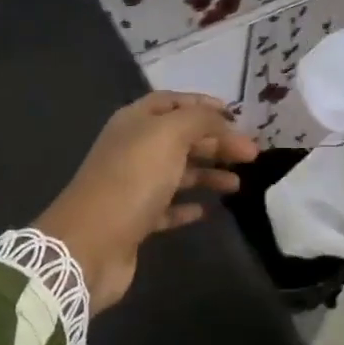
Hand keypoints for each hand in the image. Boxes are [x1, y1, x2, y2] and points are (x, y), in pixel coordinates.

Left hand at [34, 92, 258, 311]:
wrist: (91, 243)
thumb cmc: (132, 179)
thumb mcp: (169, 135)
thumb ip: (199, 120)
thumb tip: (222, 119)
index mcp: (135, 122)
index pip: (171, 102)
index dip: (203, 105)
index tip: (236, 116)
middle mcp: (132, 149)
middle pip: (180, 138)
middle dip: (215, 142)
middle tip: (251, 155)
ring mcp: (132, 186)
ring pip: (177, 172)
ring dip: (208, 174)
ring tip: (237, 184)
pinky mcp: (135, 220)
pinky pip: (167, 208)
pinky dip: (188, 207)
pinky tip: (207, 211)